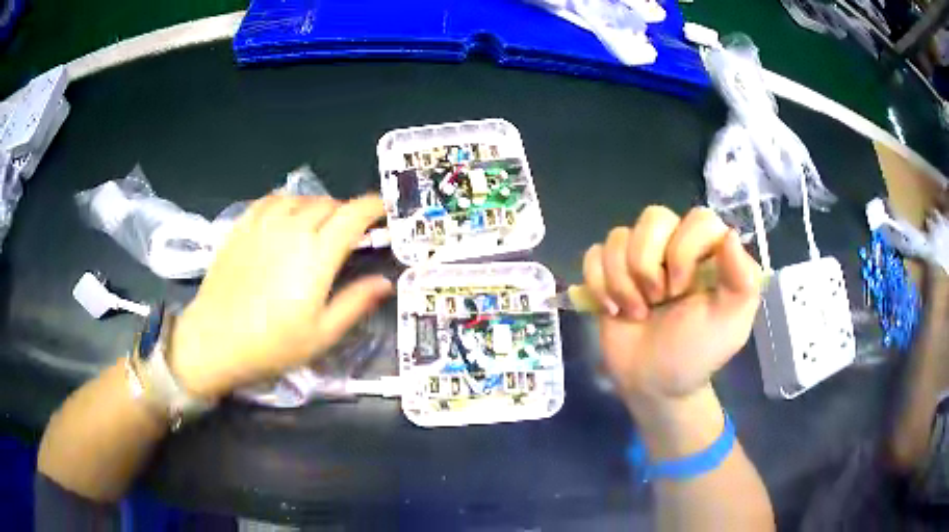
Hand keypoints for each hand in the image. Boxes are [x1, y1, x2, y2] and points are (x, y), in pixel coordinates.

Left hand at [169, 194, 392, 398]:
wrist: (214, 340)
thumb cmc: (272, 344)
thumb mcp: (321, 334)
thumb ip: (355, 303)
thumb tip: (384, 282)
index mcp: (317, 254)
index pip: (354, 214)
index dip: (375, 207)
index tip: (385, 212)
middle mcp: (293, 229)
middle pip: (329, 203)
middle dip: (347, 213)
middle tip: (350, 235)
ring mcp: (264, 224)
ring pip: (301, 199)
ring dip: (318, 207)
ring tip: (318, 228)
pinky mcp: (242, 226)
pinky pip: (272, 200)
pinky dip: (288, 203)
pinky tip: (286, 219)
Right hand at [583, 206, 760, 406]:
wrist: (653, 384)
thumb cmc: (696, 354)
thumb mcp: (730, 324)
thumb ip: (743, 280)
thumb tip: (729, 234)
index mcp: (708, 253)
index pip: (698, 219)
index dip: (683, 249)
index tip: (680, 291)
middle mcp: (675, 245)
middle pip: (654, 217)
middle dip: (648, 264)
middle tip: (657, 300)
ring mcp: (639, 257)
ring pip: (619, 236)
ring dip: (622, 281)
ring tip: (635, 312)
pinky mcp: (609, 272)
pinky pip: (594, 254)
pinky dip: (598, 284)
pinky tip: (612, 309)